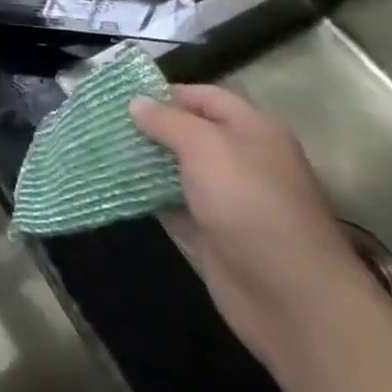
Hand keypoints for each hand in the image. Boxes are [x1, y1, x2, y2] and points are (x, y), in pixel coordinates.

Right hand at [130, 85, 370, 377]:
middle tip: (101, 121)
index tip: (119, 94)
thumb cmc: (251, 206)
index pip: (204, 97)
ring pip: (177, 168)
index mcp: (253, 131)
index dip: (164, 92)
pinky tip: (114, 184)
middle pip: (188, 132)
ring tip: (99, 147)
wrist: (292, 299)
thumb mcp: (206, 148)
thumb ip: (168, 121)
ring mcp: (227, 199)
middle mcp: (242, 160)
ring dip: (143, 160)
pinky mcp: (212, 232)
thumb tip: (136, 102)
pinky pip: (173, 203)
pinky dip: (146, 194)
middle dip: (148, 126)